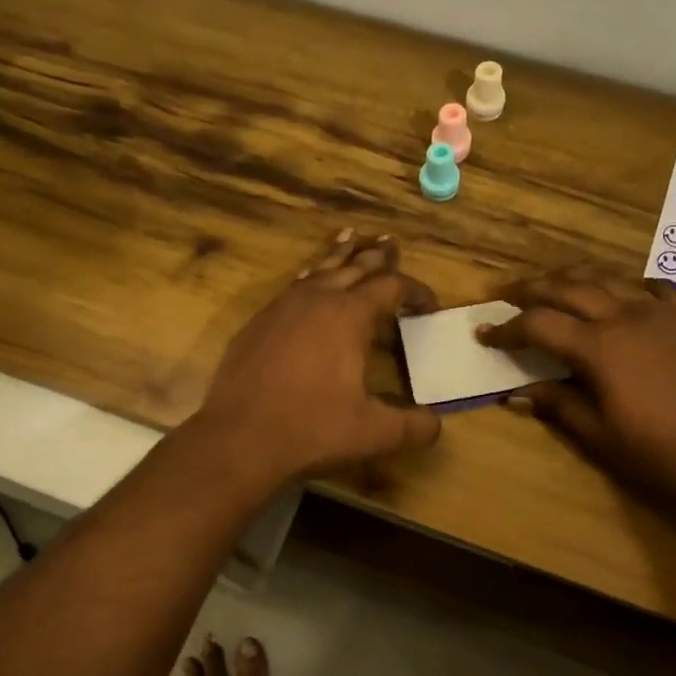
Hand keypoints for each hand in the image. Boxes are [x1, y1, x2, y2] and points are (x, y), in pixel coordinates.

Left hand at [193, 231, 441, 484]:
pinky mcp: (258, 322)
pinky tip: (308, 279)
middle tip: (390, 243)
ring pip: (319, 269)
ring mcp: (282, 307)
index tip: (429, 305)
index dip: (415, 291)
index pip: (391, 287)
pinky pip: (293, 286)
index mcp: (350, 315)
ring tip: (350, 237)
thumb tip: (436, 423)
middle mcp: (317, 299)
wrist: (239, 437)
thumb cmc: (311, 429)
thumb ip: (412, 426)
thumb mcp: (373, 433)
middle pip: (354, 266)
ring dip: (340, 255)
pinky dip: (310, 276)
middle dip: (377, 256)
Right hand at [478, 266, 675, 510]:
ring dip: (572, 279)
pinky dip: (626, 286)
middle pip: (567, 287)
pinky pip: (652, 287)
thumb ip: (559, 407)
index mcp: (599, 347)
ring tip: (552, 285)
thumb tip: (517, 393)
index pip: (538, 324)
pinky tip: (622, 296)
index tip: (484, 334)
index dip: (506, 328)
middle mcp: (625, 316)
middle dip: (530, 288)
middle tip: (505, 293)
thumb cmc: (667, 454)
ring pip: (607, 279)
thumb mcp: (603, 438)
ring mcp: (663, 312)